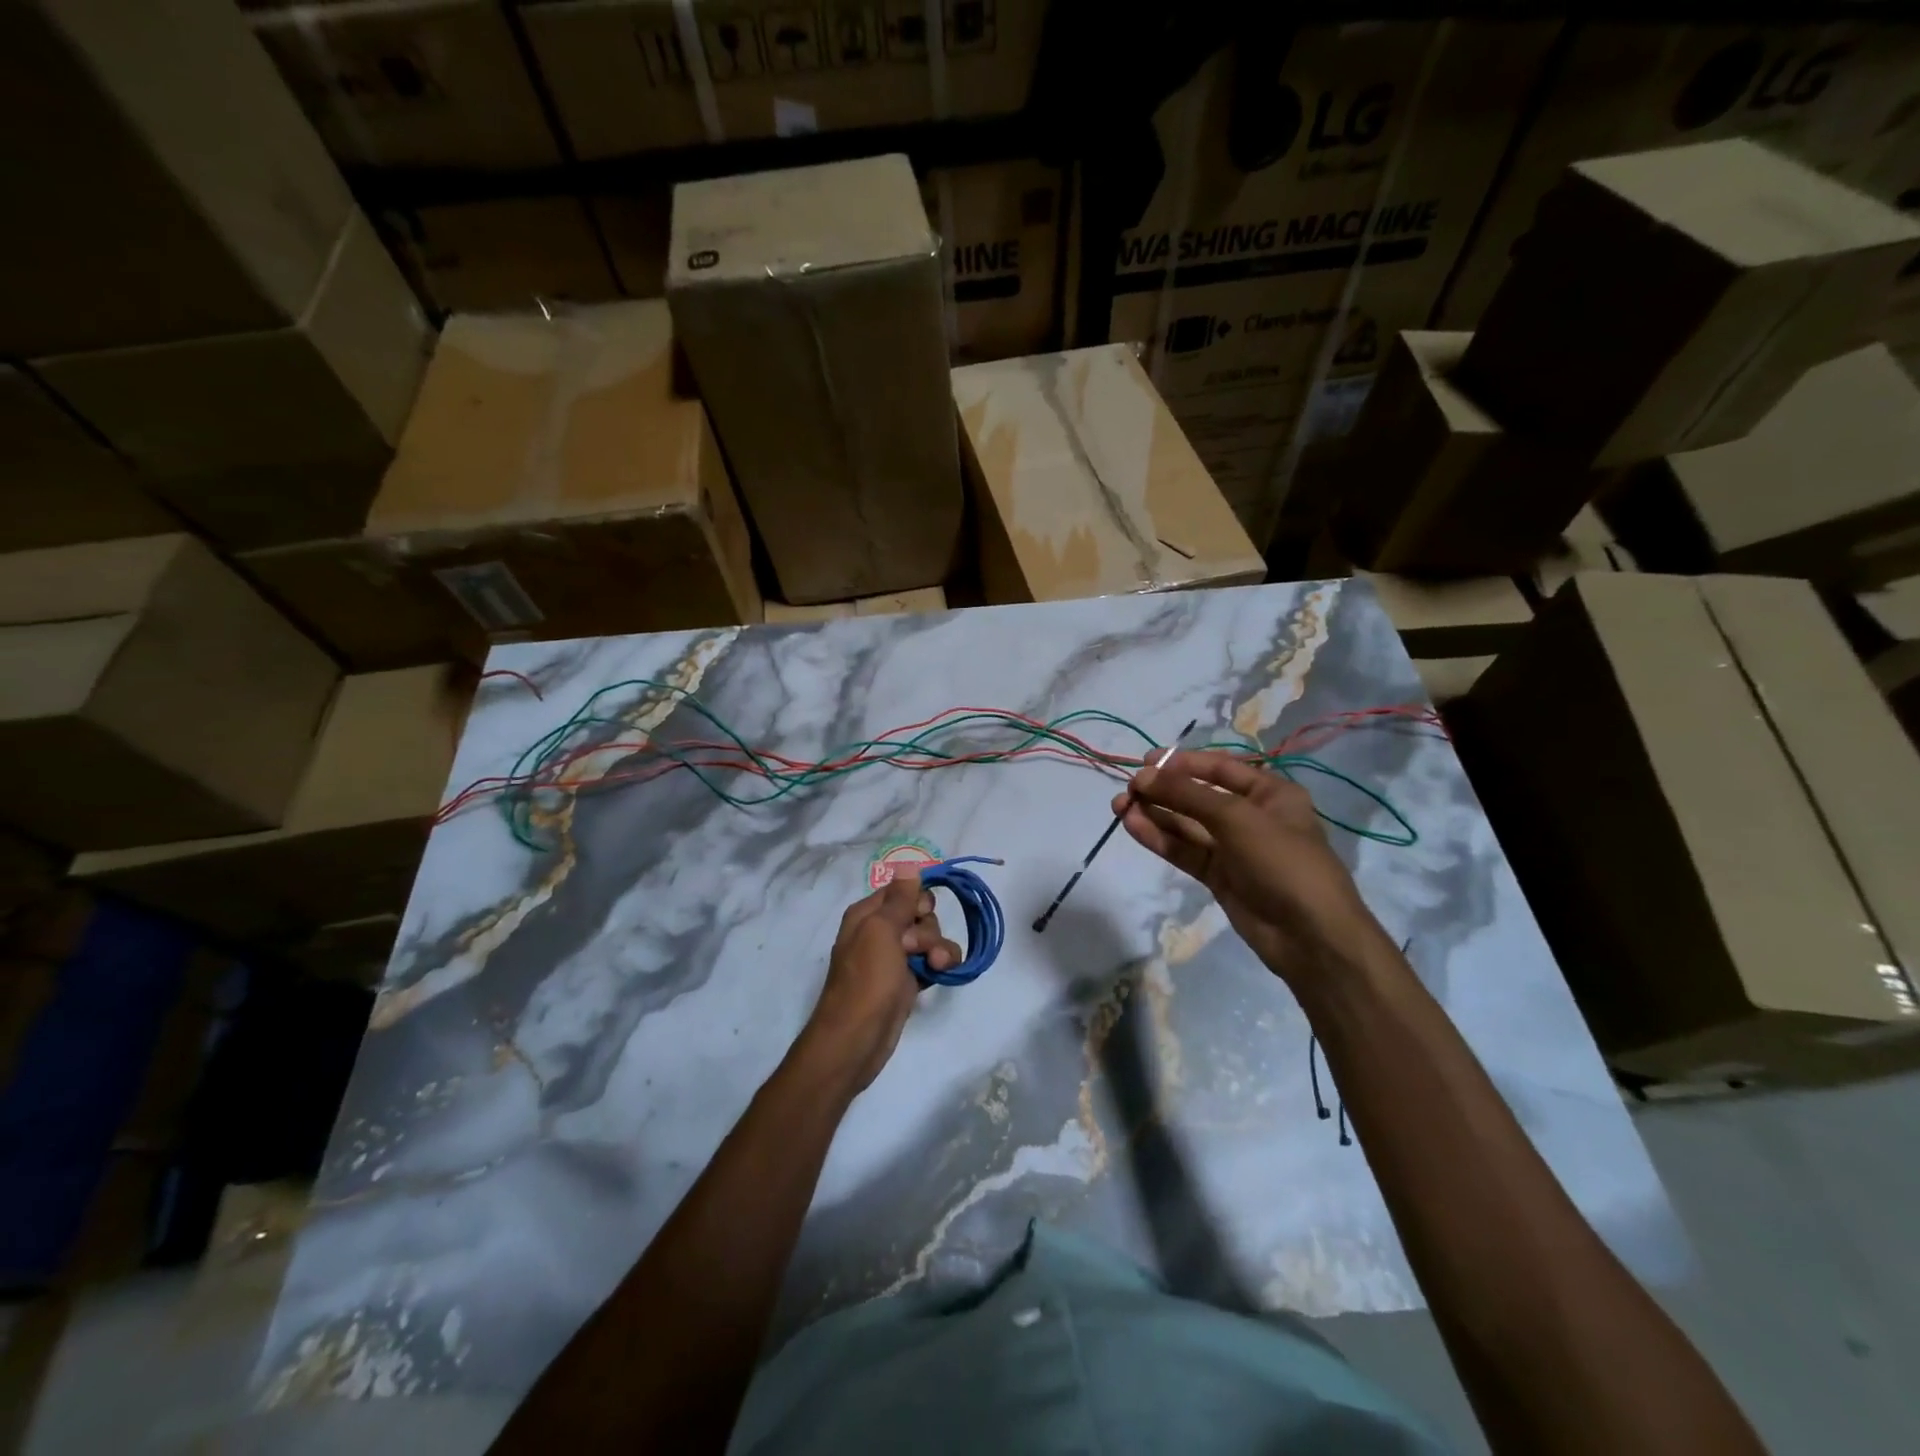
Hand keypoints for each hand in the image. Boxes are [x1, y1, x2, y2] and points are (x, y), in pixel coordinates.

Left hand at [796, 871, 961, 1093]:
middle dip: (927, 928)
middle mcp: (881, 931)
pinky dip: (942, 964)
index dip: (917, 900)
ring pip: (931, 938)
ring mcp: (896, 957)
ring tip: (932, 967)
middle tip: (914, 948)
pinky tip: (941, 974)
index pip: (903, 889)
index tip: (919, 914)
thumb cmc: (866, 981)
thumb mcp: (881, 931)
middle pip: (921, 913)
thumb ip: (900, 898)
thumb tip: (909, 865)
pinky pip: (934, 961)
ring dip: (938, 948)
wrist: (857, 1039)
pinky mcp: (909, 980)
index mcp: (868, 914)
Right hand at [1113, 750, 1390, 990]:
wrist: (1310, 936)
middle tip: (1127, 790)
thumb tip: (1143, 776)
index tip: (1146, 762)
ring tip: (1119, 807)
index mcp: (1270, 793)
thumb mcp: (1236, 818)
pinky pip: (1185, 851)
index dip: (1183, 763)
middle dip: (1162, 791)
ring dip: (1155, 814)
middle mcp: (1251, 816)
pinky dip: (1160, 839)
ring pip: (1187, 825)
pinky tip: (1133, 827)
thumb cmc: (1282, 861)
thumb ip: (1186, 795)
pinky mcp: (1219, 876)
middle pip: (1198, 796)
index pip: (1220, 768)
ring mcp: (1234, 849)